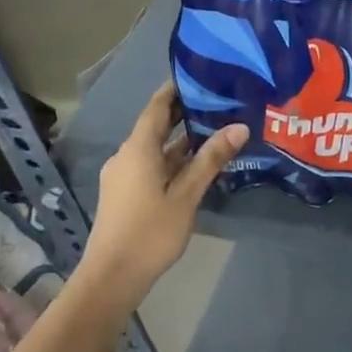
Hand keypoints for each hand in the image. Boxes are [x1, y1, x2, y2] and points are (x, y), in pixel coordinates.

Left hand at [82, 82, 246, 305]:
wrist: (112, 276)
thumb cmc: (150, 232)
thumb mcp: (186, 195)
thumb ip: (211, 160)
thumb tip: (239, 126)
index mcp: (138, 150)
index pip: (156, 108)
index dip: (174, 90)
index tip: (198, 75)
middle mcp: (127, 156)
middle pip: (156, 127)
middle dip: (183, 114)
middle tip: (217, 101)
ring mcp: (124, 176)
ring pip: (156, 149)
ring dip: (181, 140)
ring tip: (215, 130)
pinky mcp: (126, 194)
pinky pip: (151, 166)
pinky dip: (173, 160)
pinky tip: (197, 165)